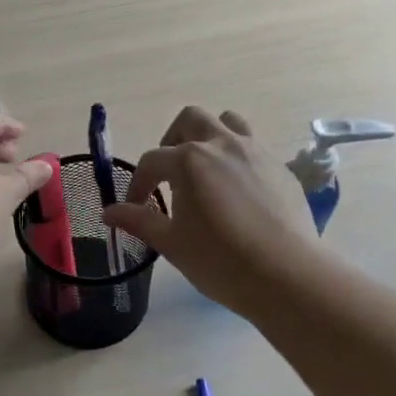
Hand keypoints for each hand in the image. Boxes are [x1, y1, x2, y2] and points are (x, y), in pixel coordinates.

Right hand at [101, 106, 321, 318]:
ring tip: (206, 169)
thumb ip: (138, 220)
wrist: (286, 275)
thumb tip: (108, 212)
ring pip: (228, 123)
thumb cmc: (219, 260)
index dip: (139, 183)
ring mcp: (256, 153)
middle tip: (170, 173)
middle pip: (191, 119)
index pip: (152, 161)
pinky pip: (254, 148)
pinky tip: (238, 192)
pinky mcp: (281, 168)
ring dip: (210, 137)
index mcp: (189, 160)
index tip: (136, 206)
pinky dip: (238, 159)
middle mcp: (222, 145)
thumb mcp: (171, 243)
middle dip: (173, 140)